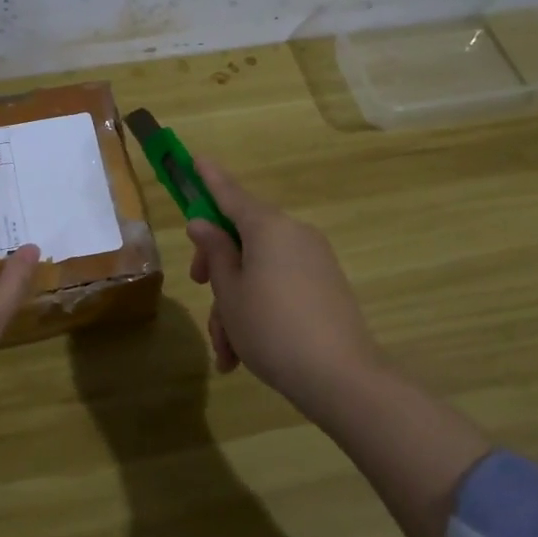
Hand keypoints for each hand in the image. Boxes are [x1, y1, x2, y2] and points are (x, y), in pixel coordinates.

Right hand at [187, 159, 383, 413]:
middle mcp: (294, 234)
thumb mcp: (230, 292)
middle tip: (199, 288)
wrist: (341, 378)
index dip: (209, 179)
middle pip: (243, 237)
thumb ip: (215, 252)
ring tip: (226, 351)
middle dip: (217, 266)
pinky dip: (259, 310)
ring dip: (235, 304)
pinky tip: (243, 355)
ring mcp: (314, 260)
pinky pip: (280, 286)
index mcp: (268, 227)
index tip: (196, 159)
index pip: (231, 194)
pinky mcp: (325, 287)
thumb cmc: (271, 328)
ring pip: (259, 270)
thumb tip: (204, 224)